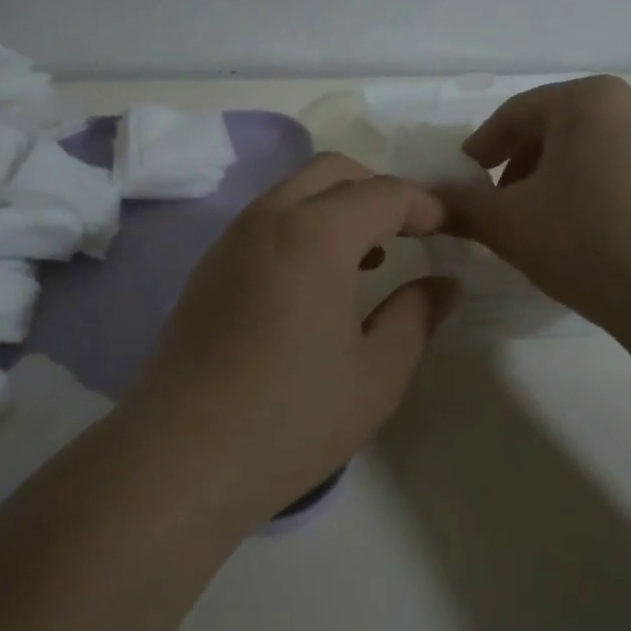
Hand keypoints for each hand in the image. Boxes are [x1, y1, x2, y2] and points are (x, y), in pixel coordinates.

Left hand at [119, 154, 459, 531]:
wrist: (179, 458)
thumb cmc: (290, 418)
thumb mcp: (376, 374)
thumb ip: (417, 316)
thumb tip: (445, 284)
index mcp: (315, 233)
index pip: (384, 193)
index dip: (426, 206)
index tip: (451, 230)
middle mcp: (268, 218)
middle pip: (333, 171)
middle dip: (379, 190)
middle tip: (409, 234)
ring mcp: (231, 238)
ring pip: (294, 191)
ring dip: (338, 205)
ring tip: (370, 258)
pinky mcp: (209, 265)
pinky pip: (267, 220)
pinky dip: (303, 225)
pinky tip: (316, 281)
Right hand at [438, 76, 630, 336]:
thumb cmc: (588, 242)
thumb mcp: (507, 224)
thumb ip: (460, 206)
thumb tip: (429, 201)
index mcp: (587, 99)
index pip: (514, 114)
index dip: (480, 148)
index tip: (463, 181)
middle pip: (555, 128)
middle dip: (518, 165)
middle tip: (498, 205)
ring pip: (589, 150)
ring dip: (554, 180)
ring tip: (540, 224)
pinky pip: (623, 171)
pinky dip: (592, 192)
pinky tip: (586, 235)